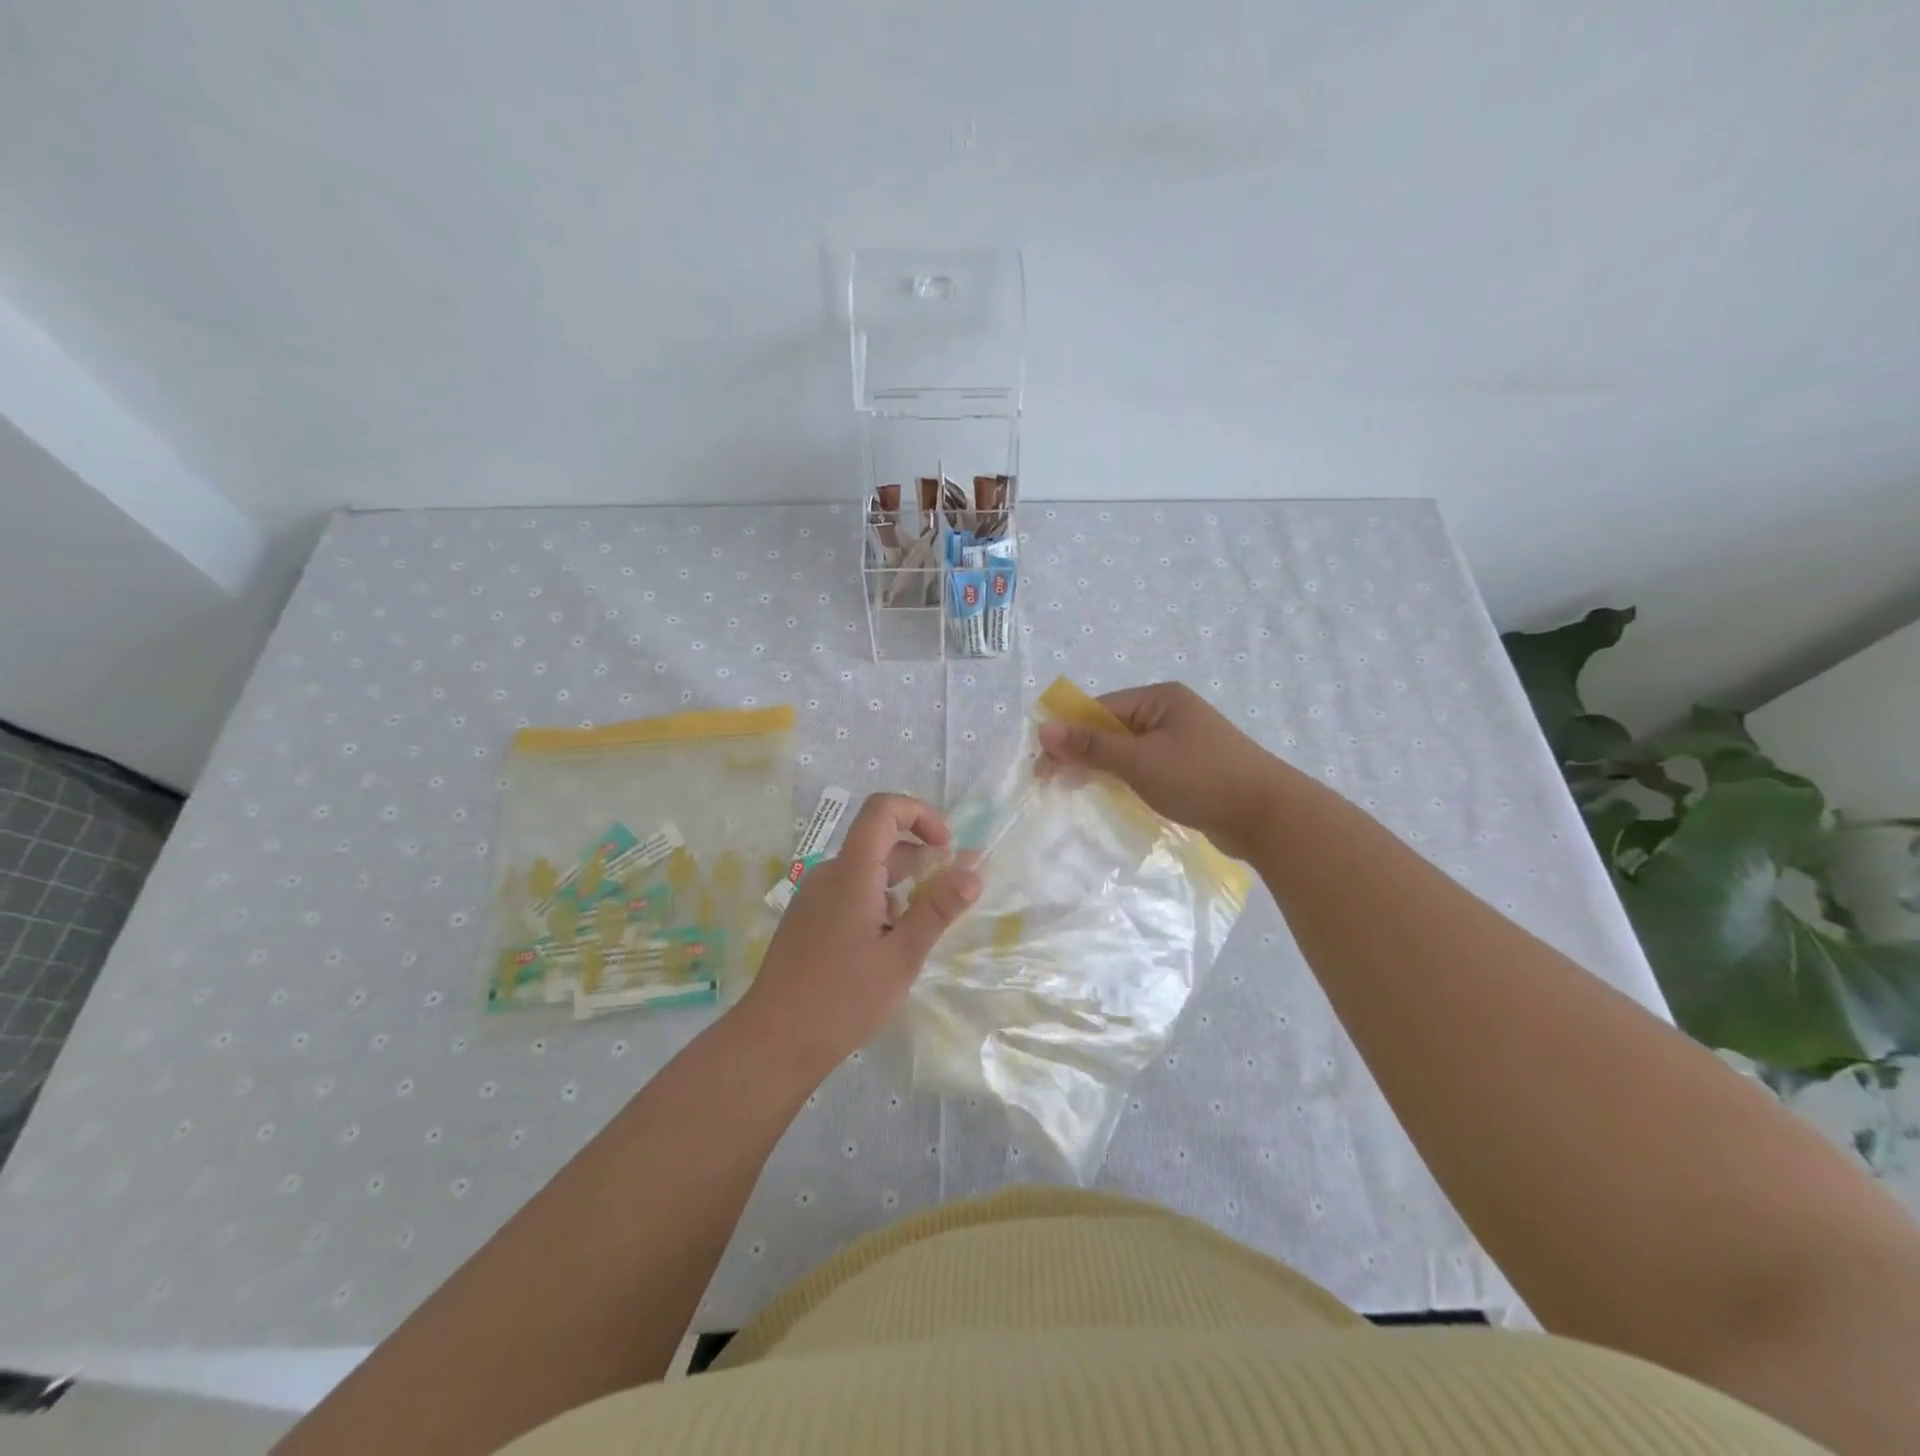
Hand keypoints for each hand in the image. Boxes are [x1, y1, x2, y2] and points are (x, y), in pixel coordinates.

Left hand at [735, 794, 980, 1078]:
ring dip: (900, 885)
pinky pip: (849, 891)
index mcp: (851, 873)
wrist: (773, 1042)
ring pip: (865, 870)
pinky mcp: (807, 918)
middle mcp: (829, 874)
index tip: (947, 848)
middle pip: (878, 841)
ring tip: (918, 931)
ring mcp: (813, 896)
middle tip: (945, 898)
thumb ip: (938, 909)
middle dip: (919, 858)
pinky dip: (878, 901)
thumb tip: (974, 871)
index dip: (920, 814)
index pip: (883, 810)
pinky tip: (886, 945)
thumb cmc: (843, 1000)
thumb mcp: (902, 956)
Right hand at [1038, 681, 1284, 859]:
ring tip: (1073, 790)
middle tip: (1050, 781)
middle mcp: (1170, 713)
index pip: (1100, 709)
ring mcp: (1181, 742)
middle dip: (1081, 752)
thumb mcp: (1140, 761)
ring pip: (1127, 751)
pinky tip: (1109, 796)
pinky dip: (1124, 780)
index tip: (1041, 763)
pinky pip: (1145, 768)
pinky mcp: (1189, 769)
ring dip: (1101, 768)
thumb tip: (1044, 729)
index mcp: (1160, 699)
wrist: (1268, 816)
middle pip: (1111, 728)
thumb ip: (1091, 747)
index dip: (1068, 734)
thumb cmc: (1201, 778)